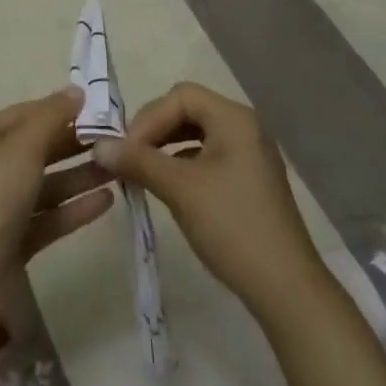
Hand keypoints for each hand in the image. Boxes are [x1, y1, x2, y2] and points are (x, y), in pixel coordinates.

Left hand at [0, 87, 114, 292]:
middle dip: (73, 143)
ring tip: (118, 167)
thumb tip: (76, 91)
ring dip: (80, 175)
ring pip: (47, 184)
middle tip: (113, 136)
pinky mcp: (15, 242)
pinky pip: (50, 216)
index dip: (58, 108)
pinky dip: (75, 207)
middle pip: (36, 148)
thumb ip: (52, 117)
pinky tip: (107, 199)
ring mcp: (0, 208)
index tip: (97, 107)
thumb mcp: (23, 147)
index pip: (24, 114)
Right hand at [93, 81, 327, 317]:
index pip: (181, 96)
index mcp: (234, 118)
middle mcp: (245, 127)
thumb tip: (99, 145)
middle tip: (129, 158)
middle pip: (189, 110)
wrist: (286, 289)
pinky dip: (184, 164)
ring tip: (143, 172)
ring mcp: (250, 154)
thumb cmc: (232, 226)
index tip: (126, 150)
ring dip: (167, 147)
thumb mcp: (180, 190)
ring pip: (198, 134)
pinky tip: (169, 187)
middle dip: (155, 130)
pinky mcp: (250, 180)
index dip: (148, 118)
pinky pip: (210, 156)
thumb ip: (139, 161)